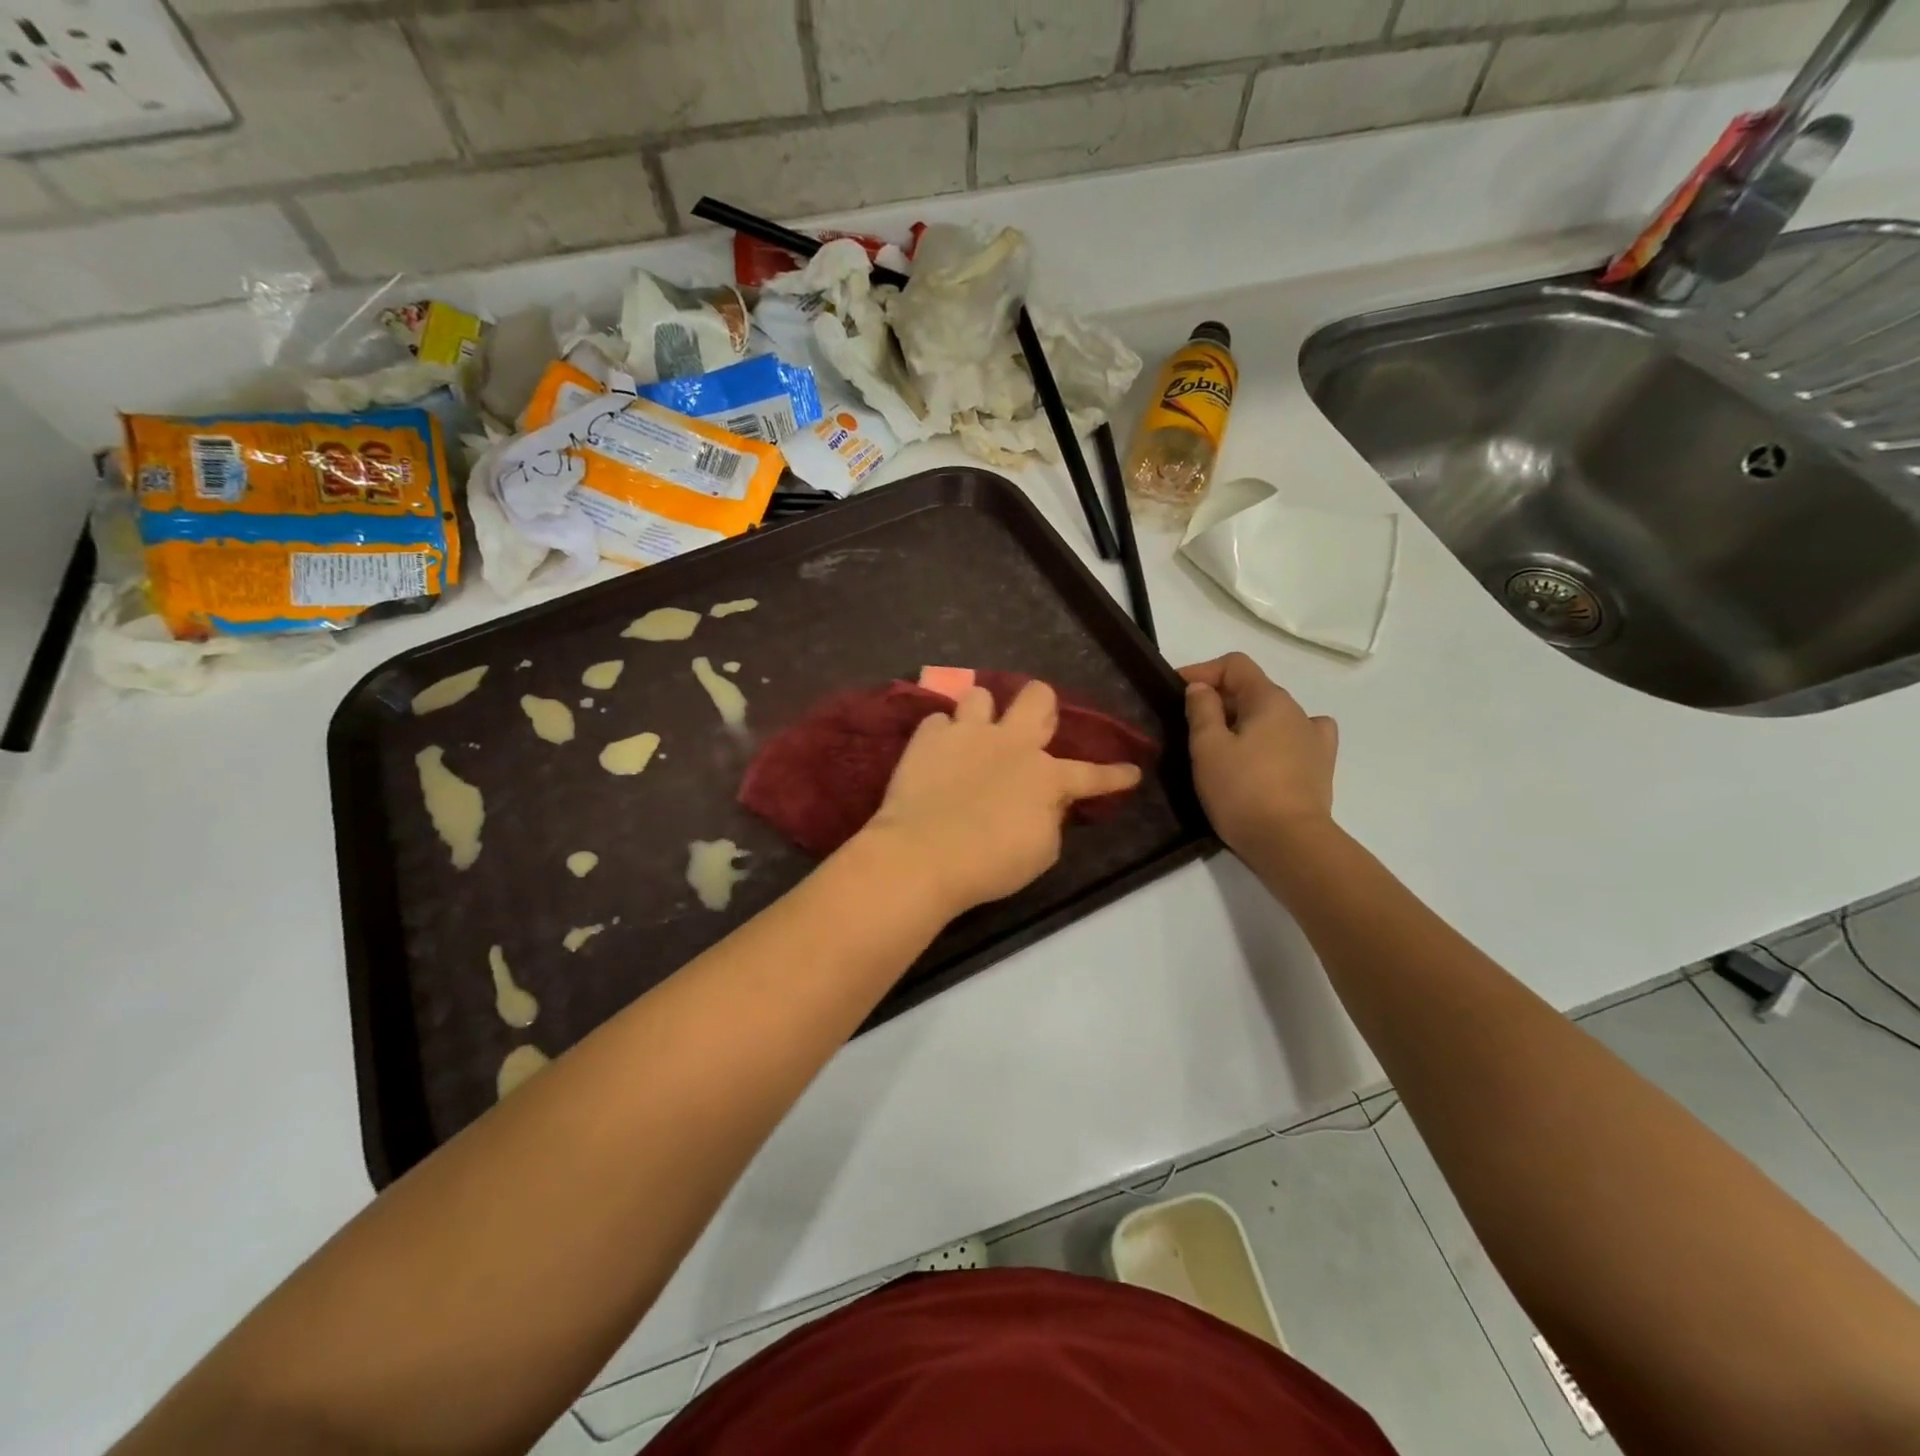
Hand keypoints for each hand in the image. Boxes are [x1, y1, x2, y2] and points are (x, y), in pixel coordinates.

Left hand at [860, 682, 1143, 915]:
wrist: (923, 855)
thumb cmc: (990, 864)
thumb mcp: (1040, 852)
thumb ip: (1051, 819)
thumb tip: (1049, 802)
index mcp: (1045, 776)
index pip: (1090, 774)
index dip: (1115, 775)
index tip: (1131, 772)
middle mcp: (1010, 743)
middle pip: (1037, 696)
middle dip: (1042, 705)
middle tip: (1033, 728)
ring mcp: (966, 734)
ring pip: (980, 695)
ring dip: (982, 714)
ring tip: (974, 735)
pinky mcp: (927, 738)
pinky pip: (938, 721)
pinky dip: (941, 736)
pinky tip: (938, 754)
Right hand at [1181, 654, 1338, 859]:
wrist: (1289, 843)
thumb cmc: (1241, 791)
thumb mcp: (1208, 747)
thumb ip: (1202, 710)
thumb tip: (1201, 688)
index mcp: (1269, 699)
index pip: (1235, 665)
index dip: (1202, 671)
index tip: (1175, 691)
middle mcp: (1297, 710)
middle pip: (1253, 688)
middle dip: (1220, 698)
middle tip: (1190, 725)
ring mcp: (1313, 739)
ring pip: (1272, 714)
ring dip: (1246, 719)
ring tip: (1224, 745)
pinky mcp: (1320, 767)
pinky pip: (1298, 737)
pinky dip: (1278, 737)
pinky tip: (1268, 752)